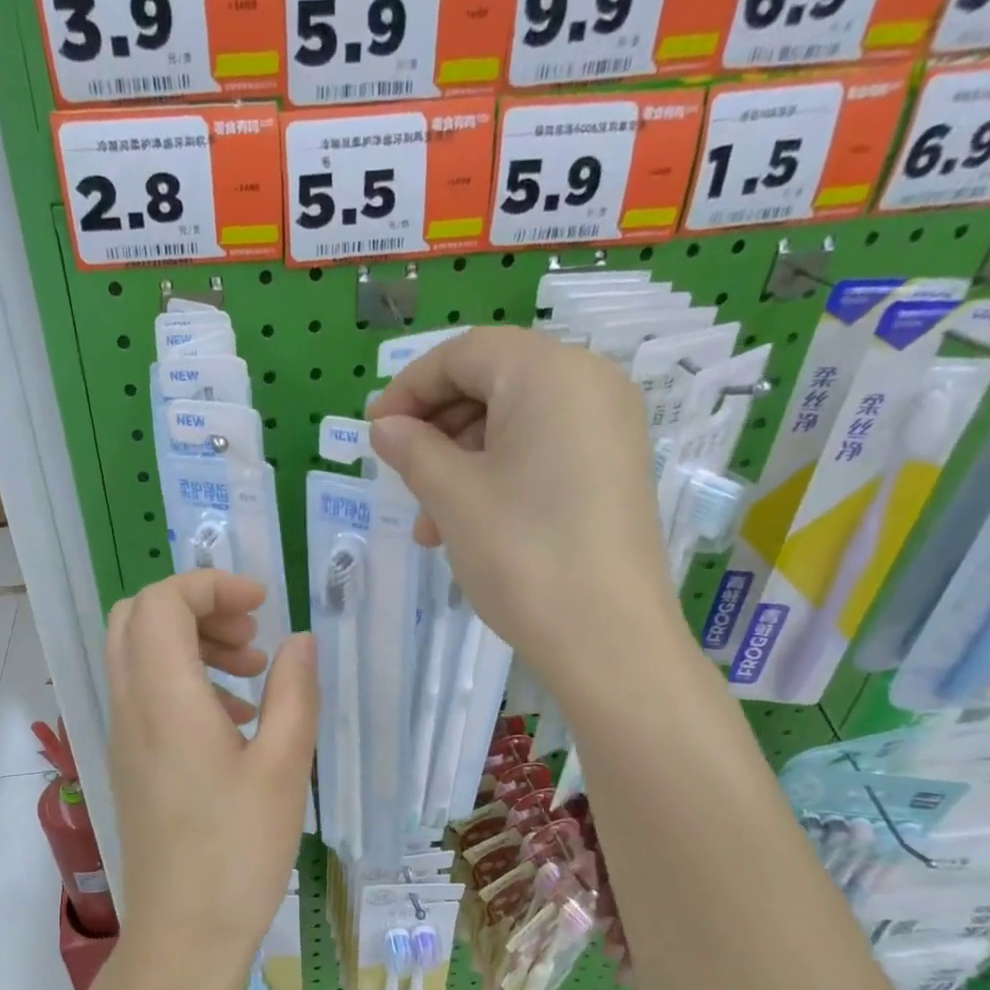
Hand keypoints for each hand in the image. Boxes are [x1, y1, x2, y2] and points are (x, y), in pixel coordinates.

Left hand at [104, 570, 317, 989]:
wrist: (183, 935)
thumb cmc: (238, 852)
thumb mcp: (283, 767)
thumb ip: (293, 693)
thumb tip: (300, 641)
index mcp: (165, 699)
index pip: (161, 602)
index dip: (209, 585)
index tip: (261, 603)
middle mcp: (130, 707)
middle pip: (136, 617)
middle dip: (195, 607)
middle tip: (251, 634)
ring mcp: (123, 736)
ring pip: (138, 654)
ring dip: (192, 643)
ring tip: (253, 673)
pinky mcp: (130, 761)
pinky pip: (145, 693)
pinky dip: (184, 680)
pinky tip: (235, 719)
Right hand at [367, 327, 691, 687]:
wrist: (607, 637)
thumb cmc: (521, 553)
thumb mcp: (452, 496)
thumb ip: (412, 449)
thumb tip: (385, 427)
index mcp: (550, 371)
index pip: (464, 353)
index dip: (409, 388)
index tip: (374, 432)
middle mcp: (590, 384)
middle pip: (493, 383)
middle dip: (436, 431)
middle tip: (400, 478)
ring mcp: (610, 428)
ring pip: (515, 424)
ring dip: (461, 462)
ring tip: (429, 523)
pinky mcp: (614, 469)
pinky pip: (543, 451)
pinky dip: (499, 476)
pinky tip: (469, 526)